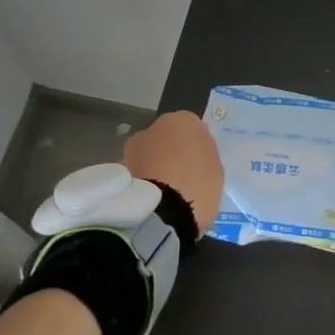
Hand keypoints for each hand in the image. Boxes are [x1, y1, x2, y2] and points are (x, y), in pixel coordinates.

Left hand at [124, 110, 224, 231]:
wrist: (161, 213)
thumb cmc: (197, 186)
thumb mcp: (215, 169)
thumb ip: (204, 153)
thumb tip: (195, 149)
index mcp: (184, 120)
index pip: (192, 128)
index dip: (195, 147)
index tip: (199, 164)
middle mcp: (154, 126)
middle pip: (166, 138)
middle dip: (171, 153)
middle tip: (181, 177)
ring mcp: (133, 147)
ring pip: (149, 154)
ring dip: (154, 166)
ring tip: (164, 193)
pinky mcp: (119, 170)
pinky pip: (137, 172)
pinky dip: (142, 181)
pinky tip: (150, 200)